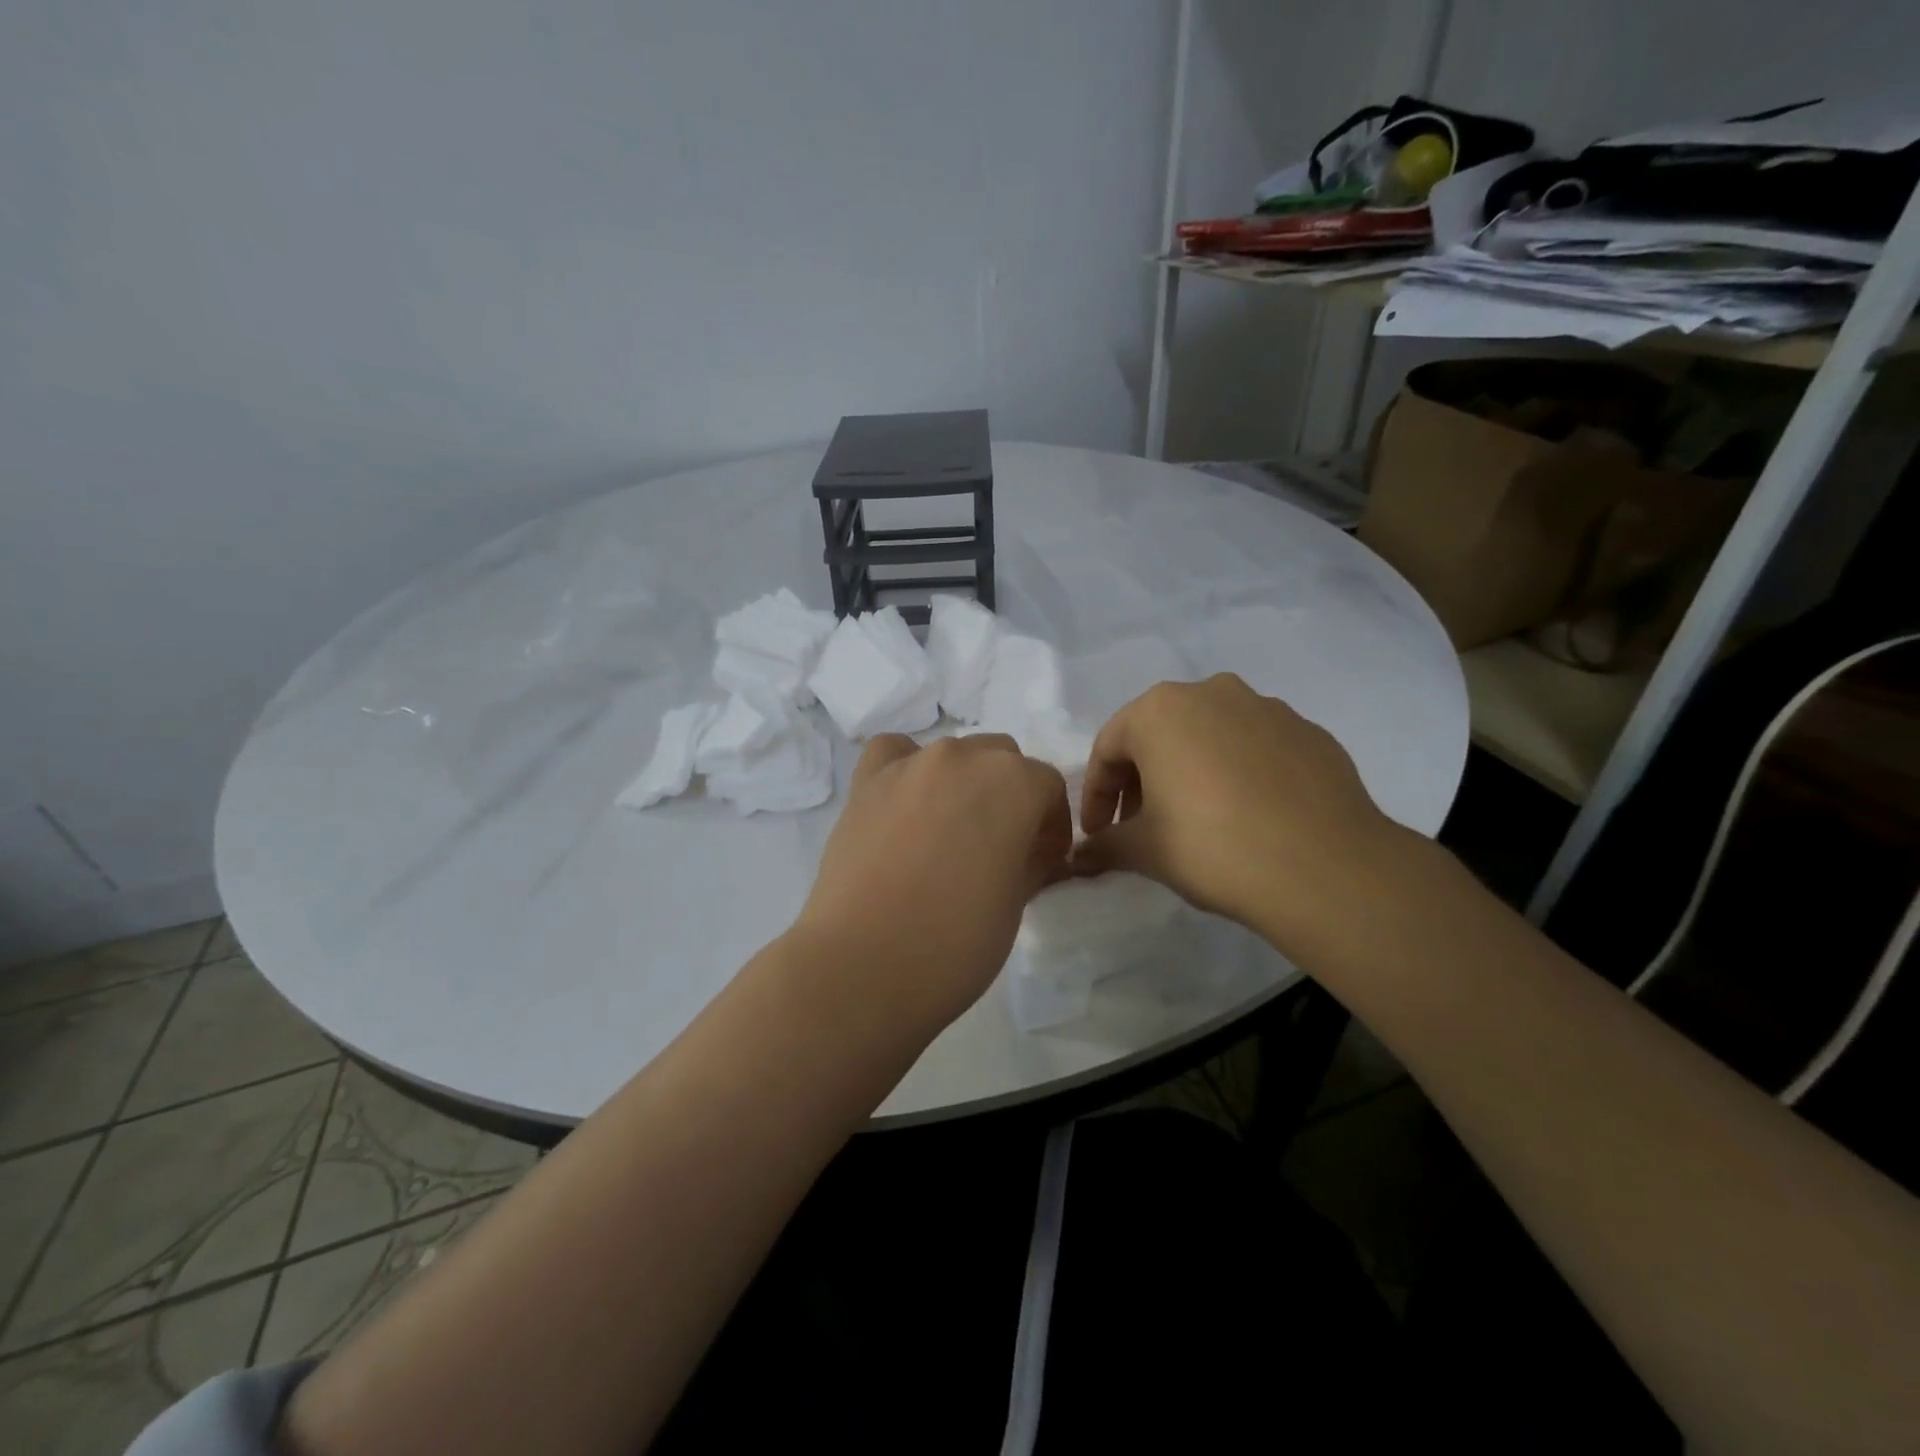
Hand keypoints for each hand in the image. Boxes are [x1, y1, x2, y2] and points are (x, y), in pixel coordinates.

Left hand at [792, 734, 1073, 1030]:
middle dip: (1010, 795)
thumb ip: (1031, 862)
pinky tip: (904, 803)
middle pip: (1001, 759)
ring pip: (951, 754)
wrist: (865, 965)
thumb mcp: (1016, 903)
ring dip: (961, 782)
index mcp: (1014, 783)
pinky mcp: (865, 782)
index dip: (1052, 823)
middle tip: (1000, 846)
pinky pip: (894, 753)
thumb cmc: (957, 942)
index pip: (1048, 785)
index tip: (1044, 859)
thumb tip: (1032, 853)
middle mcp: (963, 757)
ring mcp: (910, 765)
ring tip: (949, 831)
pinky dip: (905, 768)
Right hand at [1073, 674, 1403, 943]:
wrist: (1325, 868)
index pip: (1109, 749)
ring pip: (1209, 736)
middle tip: (1140, 826)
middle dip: (1142, 780)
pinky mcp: (1309, 732)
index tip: (1098, 834)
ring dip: (1190, 771)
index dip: (1096, 795)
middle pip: (1158, 735)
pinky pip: (1255, 748)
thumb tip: (1078, 857)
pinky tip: (1247, 814)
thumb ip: (1104, 846)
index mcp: (1160, 710)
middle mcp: (1211, 692)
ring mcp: (1267, 707)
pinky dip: (1238, 773)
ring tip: (1196, 819)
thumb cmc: (1213, 846)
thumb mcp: (1145, 851)